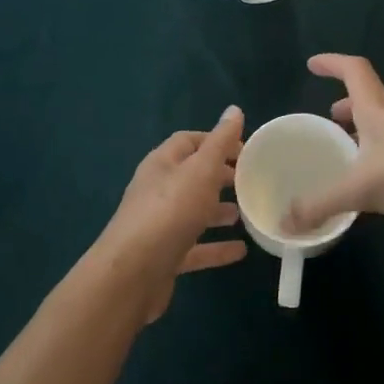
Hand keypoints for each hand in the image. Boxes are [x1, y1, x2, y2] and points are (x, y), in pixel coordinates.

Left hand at [93, 106, 247, 321]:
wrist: (132, 274)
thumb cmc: (169, 211)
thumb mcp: (200, 170)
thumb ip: (219, 142)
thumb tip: (234, 109)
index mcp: (162, 164)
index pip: (189, 141)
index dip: (216, 141)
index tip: (246, 150)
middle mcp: (157, 190)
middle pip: (192, 176)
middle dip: (220, 176)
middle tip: (250, 181)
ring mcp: (159, 225)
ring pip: (194, 212)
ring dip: (219, 211)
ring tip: (247, 213)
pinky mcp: (165, 256)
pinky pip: (196, 247)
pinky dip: (216, 246)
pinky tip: (241, 251)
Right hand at [285, 56, 383, 230]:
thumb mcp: (362, 188)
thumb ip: (323, 204)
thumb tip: (284, 222)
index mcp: (376, 109)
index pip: (353, 70)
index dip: (331, 63)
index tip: (313, 64)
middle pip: (369, 100)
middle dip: (347, 108)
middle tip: (330, 121)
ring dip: (366, 135)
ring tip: (351, 157)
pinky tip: (382, 188)